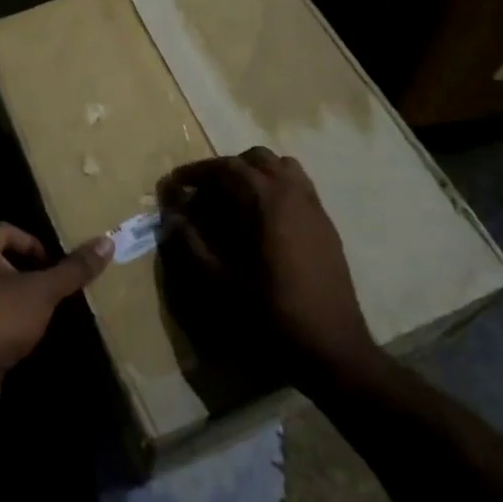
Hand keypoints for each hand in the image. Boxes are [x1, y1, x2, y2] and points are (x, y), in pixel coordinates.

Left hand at [0, 223, 111, 425]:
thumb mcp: (43, 291)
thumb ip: (73, 269)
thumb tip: (107, 241)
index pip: (7, 230)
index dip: (34, 244)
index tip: (56, 266)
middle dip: (28, 273)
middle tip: (55, 288)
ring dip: (16, 301)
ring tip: (44, 315)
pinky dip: (3, 326)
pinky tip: (22, 341)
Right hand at [158, 147, 373, 381]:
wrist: (331, 343)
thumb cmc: (271, 311)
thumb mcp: (220, 281)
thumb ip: (192, 244)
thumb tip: (172, 218)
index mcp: (266, 200)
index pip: (226, 167)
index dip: (196, 171)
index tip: (175, 183)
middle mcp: (293, 191)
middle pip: (255, 159)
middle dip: (225, 169)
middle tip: (203, 194)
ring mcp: (313, 205)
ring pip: (281, 167)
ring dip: (254, 174)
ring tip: (234, 200)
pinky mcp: (325, 222)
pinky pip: (298, 186)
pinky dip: (275, 187)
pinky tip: (262, 219)